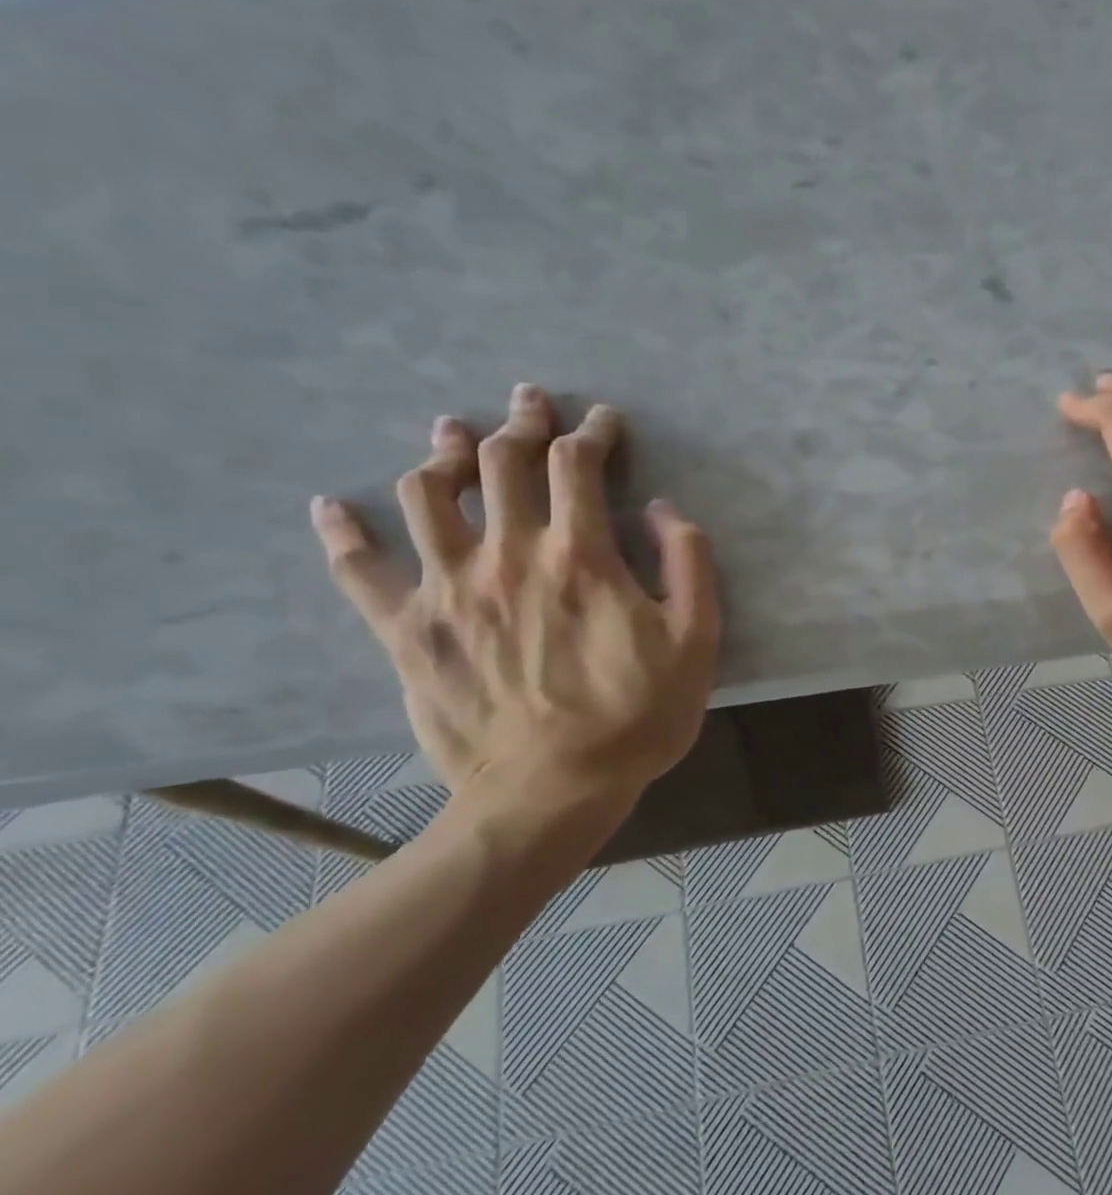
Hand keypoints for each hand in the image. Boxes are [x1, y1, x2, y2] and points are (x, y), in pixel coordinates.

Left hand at [309, 384, 721, 810]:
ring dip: (442, 454)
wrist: (551, 792)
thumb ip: (689, 566)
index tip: (602, 422)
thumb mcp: (697, 643)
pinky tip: (332, 507)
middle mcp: (507, 555)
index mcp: (579, 557)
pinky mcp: (407, 630)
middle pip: (501, 463)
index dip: (591, 433)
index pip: (577, 466)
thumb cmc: (636, 718)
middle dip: (520, 422)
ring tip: (451, 436)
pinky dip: (342, 532)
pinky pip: (359, 569)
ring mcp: (448, 589)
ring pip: (428, 495)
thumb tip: (663, 508)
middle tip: (529, 402)